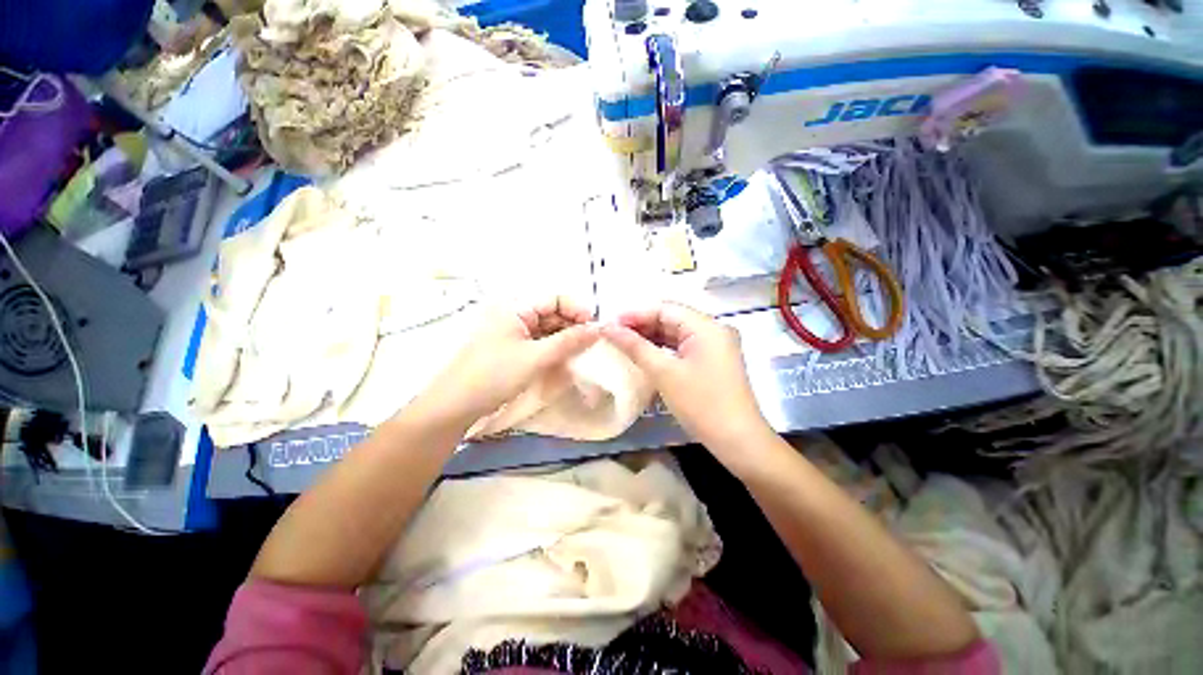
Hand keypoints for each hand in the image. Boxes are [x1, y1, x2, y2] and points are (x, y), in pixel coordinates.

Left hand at [414, 298, 599, 426]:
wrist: (456, 405)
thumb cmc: (494, 375)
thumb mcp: (536, 357)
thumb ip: (569, 341)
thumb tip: (598, 329)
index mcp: (516, 307)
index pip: (555, 297)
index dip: (578, 309)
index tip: (595, 328)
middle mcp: (516, 314)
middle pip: (553, 312)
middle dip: (574, 324)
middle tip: (593, 343)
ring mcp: (514, 332)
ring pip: (548, 328)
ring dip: (566, 338)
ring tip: (583, 351)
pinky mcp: (514, 348)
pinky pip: (541, 342)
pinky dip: (555, 348)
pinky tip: (567, 357)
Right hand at [601, 303, 773, 462]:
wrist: (738, 442)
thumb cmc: (701, 404)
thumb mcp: (664, 373)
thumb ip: (635, 346)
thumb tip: (607, 327)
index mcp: (707, 326)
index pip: (665, 309)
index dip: (636, 314)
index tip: (610, 324)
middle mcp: (713, 330)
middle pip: (671, 319)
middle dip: (641, 325)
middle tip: (613, 335)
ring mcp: (715, 346)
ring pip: (676, 334)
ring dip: (650, 338)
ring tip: (623, 343)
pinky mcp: (712, 362)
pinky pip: (683, 347)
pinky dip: (663, 350)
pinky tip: (644, 355)